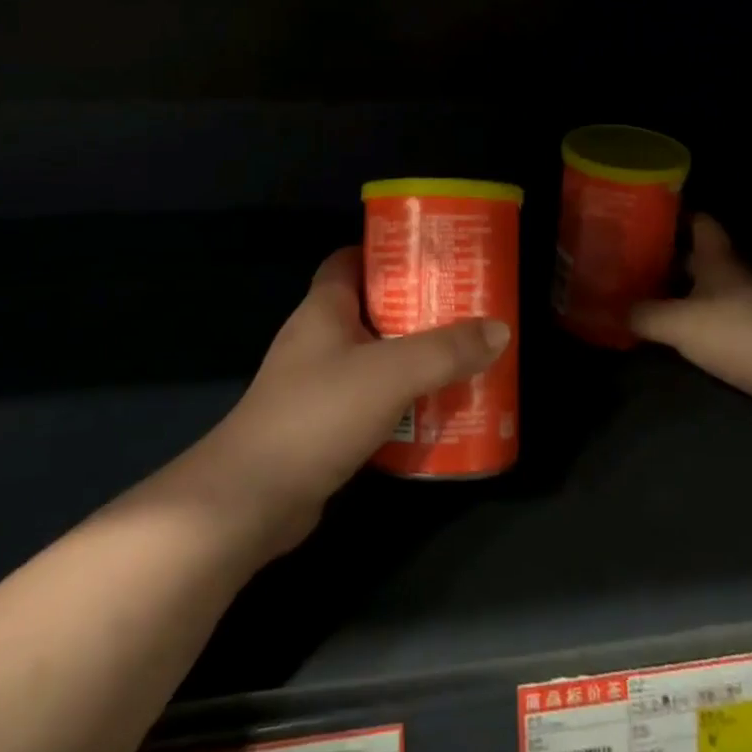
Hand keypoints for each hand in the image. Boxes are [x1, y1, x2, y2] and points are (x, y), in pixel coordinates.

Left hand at [167, 247, 508, 555]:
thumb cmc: (318, 413)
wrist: (252, 499)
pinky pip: (370, 400)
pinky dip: (400, 402)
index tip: (432, 259)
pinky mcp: (322, 424)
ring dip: (412, 359)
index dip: (388, 253)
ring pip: (374, 357)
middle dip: (416, 309)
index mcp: (324, 308)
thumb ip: (446, 351)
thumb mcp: (391, 373)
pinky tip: (433, 413)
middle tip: (464, 312)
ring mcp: (317, 383)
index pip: (351, 259)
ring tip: (461, 360)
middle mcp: (317, 338)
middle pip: (372, 309)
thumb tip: (499, 329)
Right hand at [631, 215, 751, 420]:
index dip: (678, 216)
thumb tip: (617, 310)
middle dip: (671, 256)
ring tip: (646, 294)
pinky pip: (716, 319)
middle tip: (635, 258)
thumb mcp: (676, 322)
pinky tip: (673, 331)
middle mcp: (733, 276)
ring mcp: (747, 307)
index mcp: (717, 260)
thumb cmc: (734, 332)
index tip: (649, 216)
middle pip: (700, 257)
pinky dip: (696, 321)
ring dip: (682, 291)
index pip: (701, 223)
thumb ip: (643, 314)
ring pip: (708, 289)